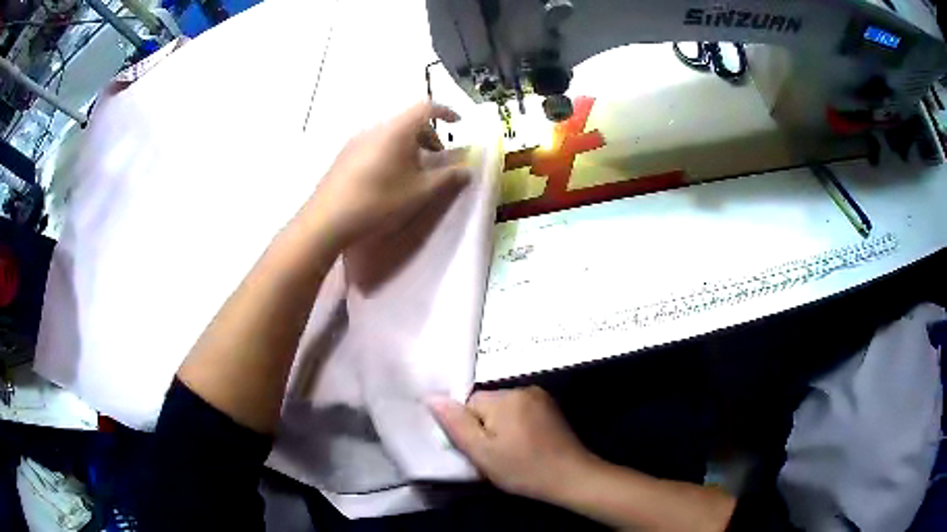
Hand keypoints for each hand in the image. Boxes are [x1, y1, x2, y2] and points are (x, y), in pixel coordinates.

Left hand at [308, 101, 469, 251]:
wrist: (327, 219)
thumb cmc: (379, 201)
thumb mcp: (420, 192)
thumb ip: (447, 178)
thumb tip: (466, 169)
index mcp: (397, 130)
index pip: (426, 107)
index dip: (446, 112)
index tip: (459, 123)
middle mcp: (376, 127)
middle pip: (408, 120)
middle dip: (428, 134)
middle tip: (437, 157)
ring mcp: (357, 139)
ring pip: (391, 132)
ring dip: (409, 144)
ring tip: (413, 170)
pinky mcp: (345, 153)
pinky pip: (376, 142)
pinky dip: (391, 150)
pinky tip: (388, 176)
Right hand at [430, 386, 595, 502]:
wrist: (571, 478)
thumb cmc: (523, 469)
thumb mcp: (482, 453)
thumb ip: (455, 424)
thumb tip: (431, 397)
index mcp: (504, 397)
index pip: (468, 404)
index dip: (470, 429)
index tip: (482, 450)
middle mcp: (523, 389)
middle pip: (486, 405)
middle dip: (486, 428)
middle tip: (497, 455)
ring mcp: (540, 397)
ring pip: (504, 410)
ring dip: (502, 428)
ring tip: (513, 453)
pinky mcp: (551, 408)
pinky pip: (521, 412)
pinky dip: (519, 427)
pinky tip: (528, 446)